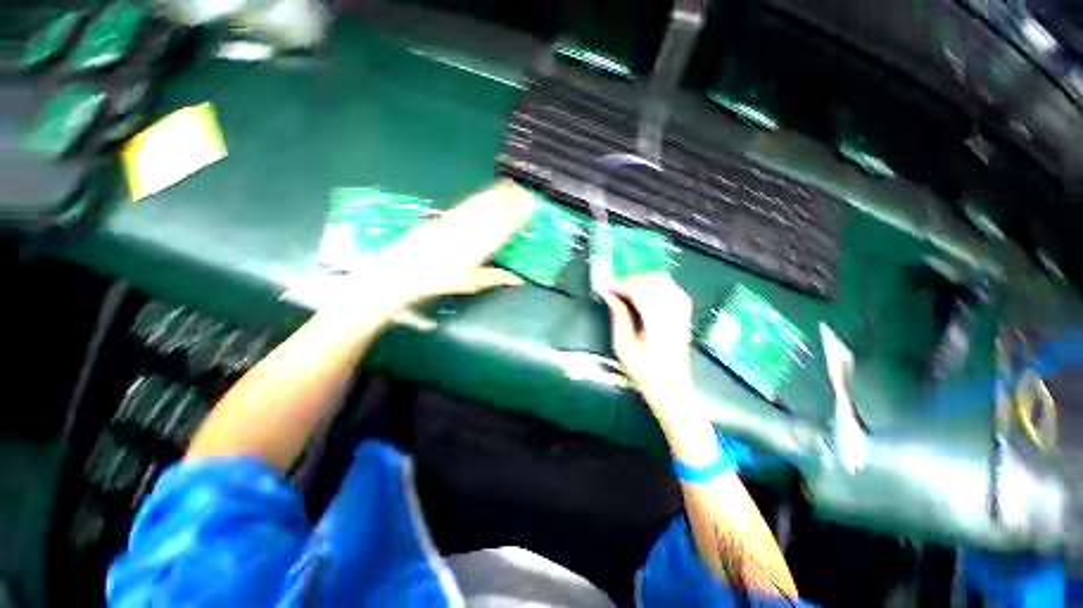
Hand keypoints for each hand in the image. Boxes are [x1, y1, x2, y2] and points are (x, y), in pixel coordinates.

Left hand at [347, 180, 535, 312]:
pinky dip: (483, 195)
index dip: (519, 214)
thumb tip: (519, 280)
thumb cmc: (441, 279)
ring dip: (500, 194)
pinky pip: (470, 202)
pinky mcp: (448, 215)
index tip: (532, 206)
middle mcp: (472, 227)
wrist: (406, 269)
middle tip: (528, 193)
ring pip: (483, 202)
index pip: (504, 224)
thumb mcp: (472, 282)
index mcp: (481, 245)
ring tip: (513, 186)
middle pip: (496, 209)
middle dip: (512, 200)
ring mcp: (459, 219)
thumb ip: (497, 277)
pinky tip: (489, 192)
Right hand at [600, 273, 700, 426]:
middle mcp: (673, 314)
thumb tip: (609, 296)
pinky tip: (648, 294)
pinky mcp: (684, 317)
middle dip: (633, 280)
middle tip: (616, 290)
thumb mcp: (624, 348)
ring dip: (645, 281)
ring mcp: (682, 314)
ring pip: (666, 282)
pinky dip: (659, 286)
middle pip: (655, 281)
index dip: (622, 285)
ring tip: (629, 291)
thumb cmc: (645, 373)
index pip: (641, 290)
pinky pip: (674, 290)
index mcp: (657, 323)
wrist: (672, 390)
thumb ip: (618, 318)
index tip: (607, 289)